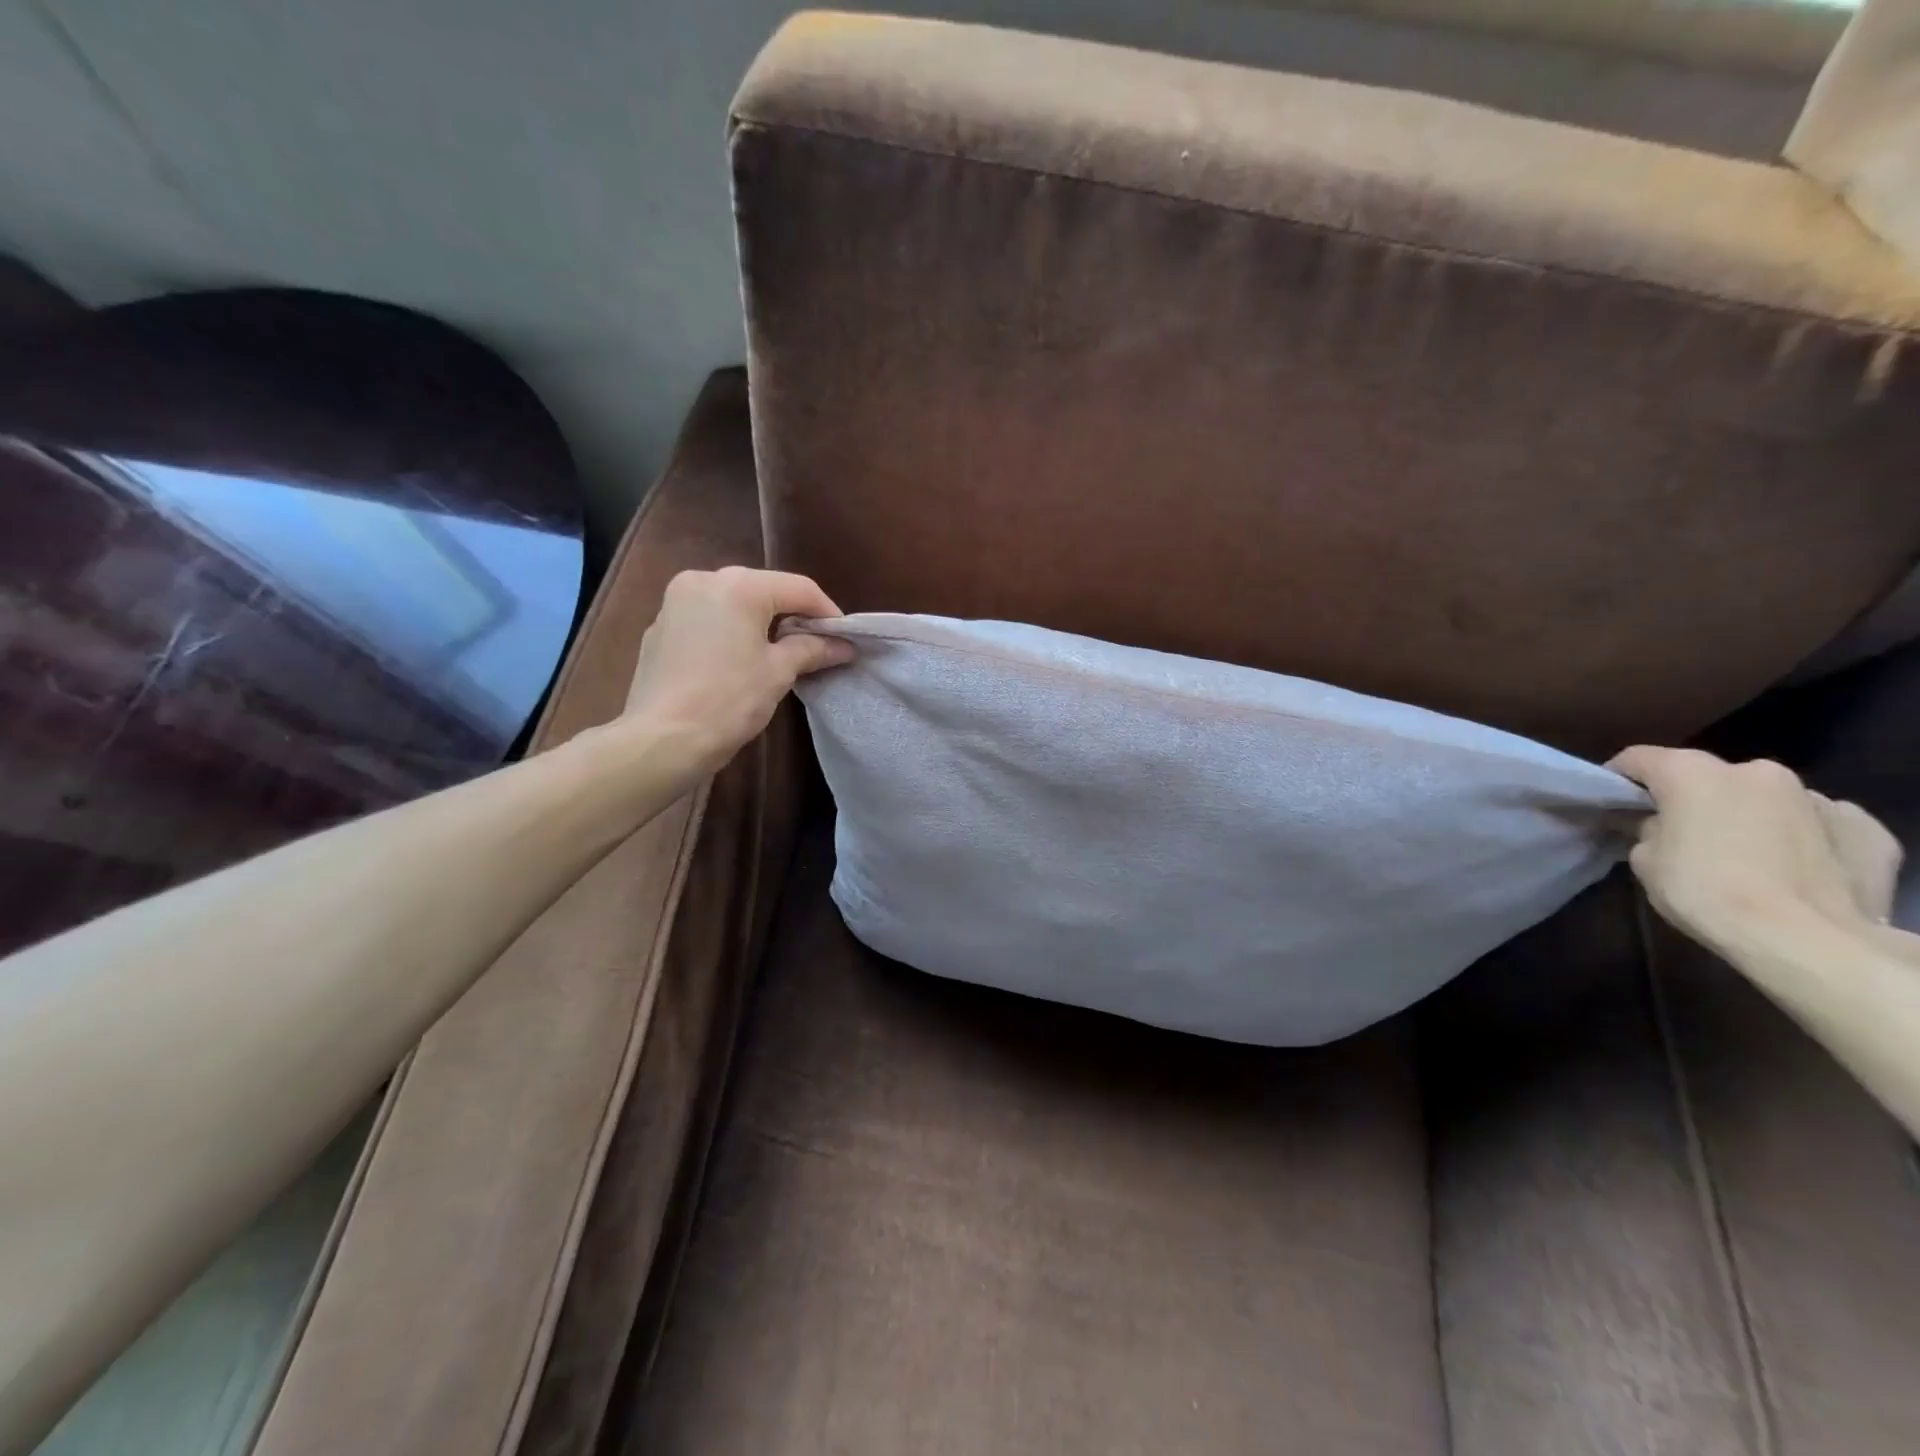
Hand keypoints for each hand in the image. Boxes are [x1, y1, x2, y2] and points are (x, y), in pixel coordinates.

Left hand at [622, 567, 852, 774]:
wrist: (662, 739)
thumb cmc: (728, 701)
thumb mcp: (779, 672)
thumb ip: (812, 649)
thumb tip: (843, 645)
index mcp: (738, 585)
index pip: (799, 588)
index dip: (828, 613)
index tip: (845, 639)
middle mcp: (703, 580)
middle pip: (764, 590)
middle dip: (794, 616)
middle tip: (817, 646)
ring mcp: (675, 602)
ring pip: (733, 603)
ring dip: (762, 623)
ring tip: (781, 654)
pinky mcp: (660, 628)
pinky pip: (708, 619)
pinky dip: (730, 632)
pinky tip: (740, 661)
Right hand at [1610, 746, 1902, 955]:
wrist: (1808, 939)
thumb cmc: (1705, 891)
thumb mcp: (1645, 860)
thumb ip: (1650, 829)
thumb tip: (1663, 825)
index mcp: (1693, 773)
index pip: (1639, 759)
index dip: (1619, 779)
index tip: (1611, 803)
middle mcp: (1755, 771)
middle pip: (1708, 777)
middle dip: (1692, 799)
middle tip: (1679, 832)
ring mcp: (1817, 798)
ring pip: (1766, 799)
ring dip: (1749, 816)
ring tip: (1742, 853)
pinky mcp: (1865, 829)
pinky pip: (1819, 824)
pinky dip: (1802, 837)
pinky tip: (1795, 866)